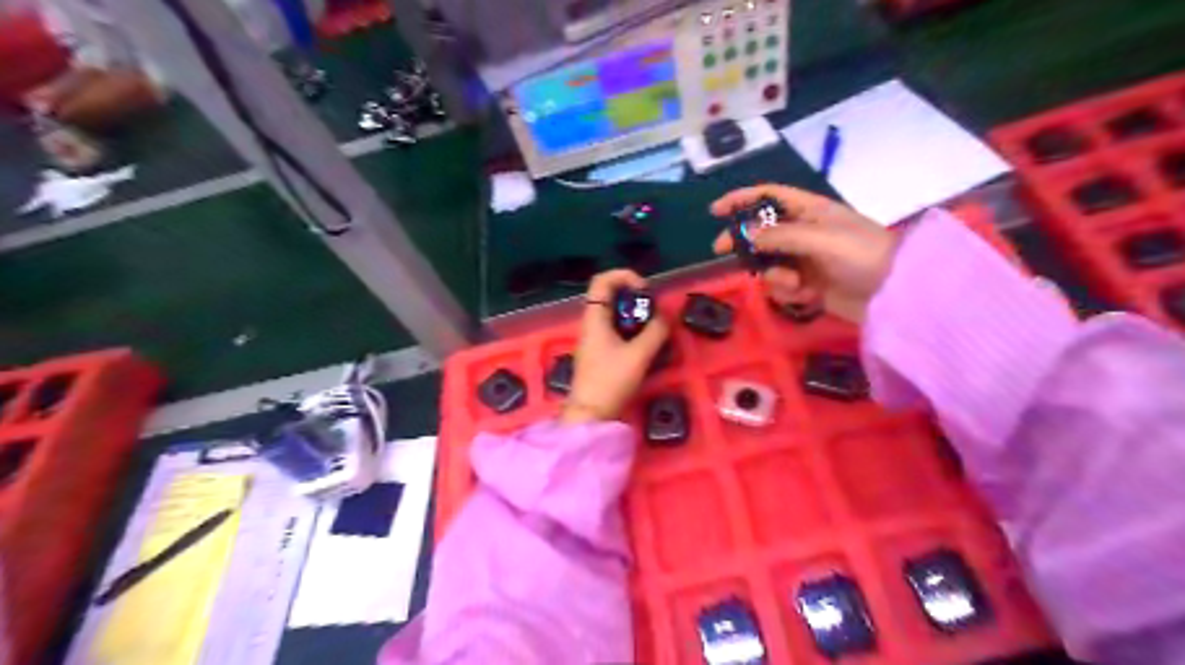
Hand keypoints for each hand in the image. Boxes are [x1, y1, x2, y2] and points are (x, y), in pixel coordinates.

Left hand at [562, 270, 669, 424]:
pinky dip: (631, 332)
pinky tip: (645, 346)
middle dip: (635, 299)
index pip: (602, 280)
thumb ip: (655, 332)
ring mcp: (594, 339)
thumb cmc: (610, 381)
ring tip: (653, 330)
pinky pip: (616, 331)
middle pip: (611, 297)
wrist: (590, 414)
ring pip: (615, 315)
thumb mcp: (639, 355)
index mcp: (594, 317)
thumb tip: (664, 318)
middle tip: (653, 313)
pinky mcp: (599, 353)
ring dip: (635, 317)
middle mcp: (591, 323)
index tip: (644, 291)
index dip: (624, 276)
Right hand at [713, 186, 897, 322]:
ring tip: (795, 285)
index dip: (741, 200)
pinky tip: (807, 297)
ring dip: (774, 275)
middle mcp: (805, 233)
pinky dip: (789, 293)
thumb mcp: (821, 239)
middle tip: (722, 252)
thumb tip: (747, 235)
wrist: (895, 294)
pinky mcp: (810, 286)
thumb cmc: (862, 255)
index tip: (715, 211)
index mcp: (811, 211)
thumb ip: (781, 236)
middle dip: (744, 242)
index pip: (769, 197)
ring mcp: (807, 260)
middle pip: (762, 232)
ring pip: (770, 263)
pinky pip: (784, 287)